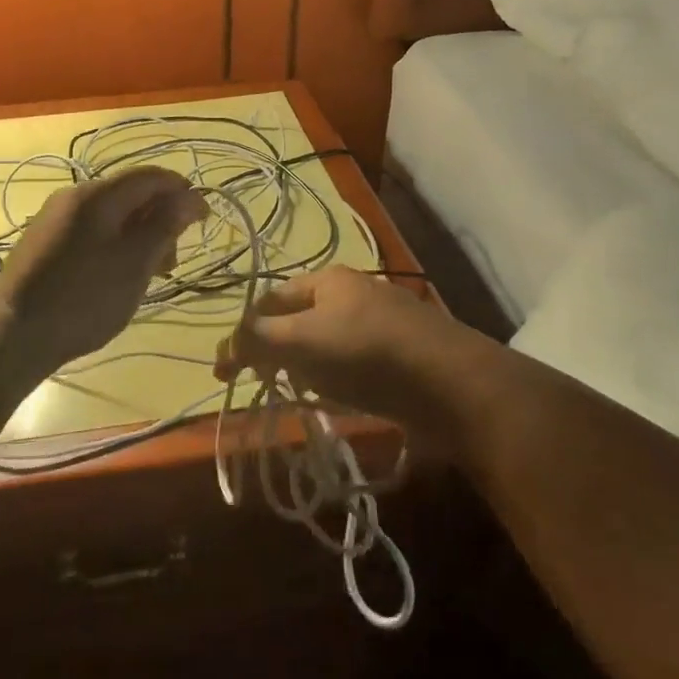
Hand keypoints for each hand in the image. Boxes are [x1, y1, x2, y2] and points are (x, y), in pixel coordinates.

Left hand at [0, 167, 205, 374]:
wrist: (10, 334)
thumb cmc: (82, 298)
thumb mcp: (134, 263)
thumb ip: (165, 225)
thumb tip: (192, 196)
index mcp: (97, 194)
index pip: (151, 175)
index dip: (182, 192)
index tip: (203, 221)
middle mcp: (75, 196)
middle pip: (131, 194)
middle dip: (160, 220)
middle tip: (172, 262)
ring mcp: (56, 219)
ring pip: (113, 216)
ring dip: (140, 237)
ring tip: (150, 275)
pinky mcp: (46, 242)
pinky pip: (93, 232)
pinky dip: (116, 246)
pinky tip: (119, 277)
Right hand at [219, 266, 481, 443]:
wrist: (453, 384)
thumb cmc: (367, 353)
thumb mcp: (301, 341)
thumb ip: (257, 340)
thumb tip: (225, 347)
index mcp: (326, 279)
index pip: (269, 299)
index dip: (244, 331)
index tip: (227, 369)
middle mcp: (352, 292)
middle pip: (298, 320)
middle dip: (276, 351)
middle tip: (265, 383)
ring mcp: (379, 321)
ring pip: (325, 343)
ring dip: (306, 367)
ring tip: (302, 394)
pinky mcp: (400, 353)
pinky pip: (353, 362)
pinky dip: (337, 378)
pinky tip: (339, 398)